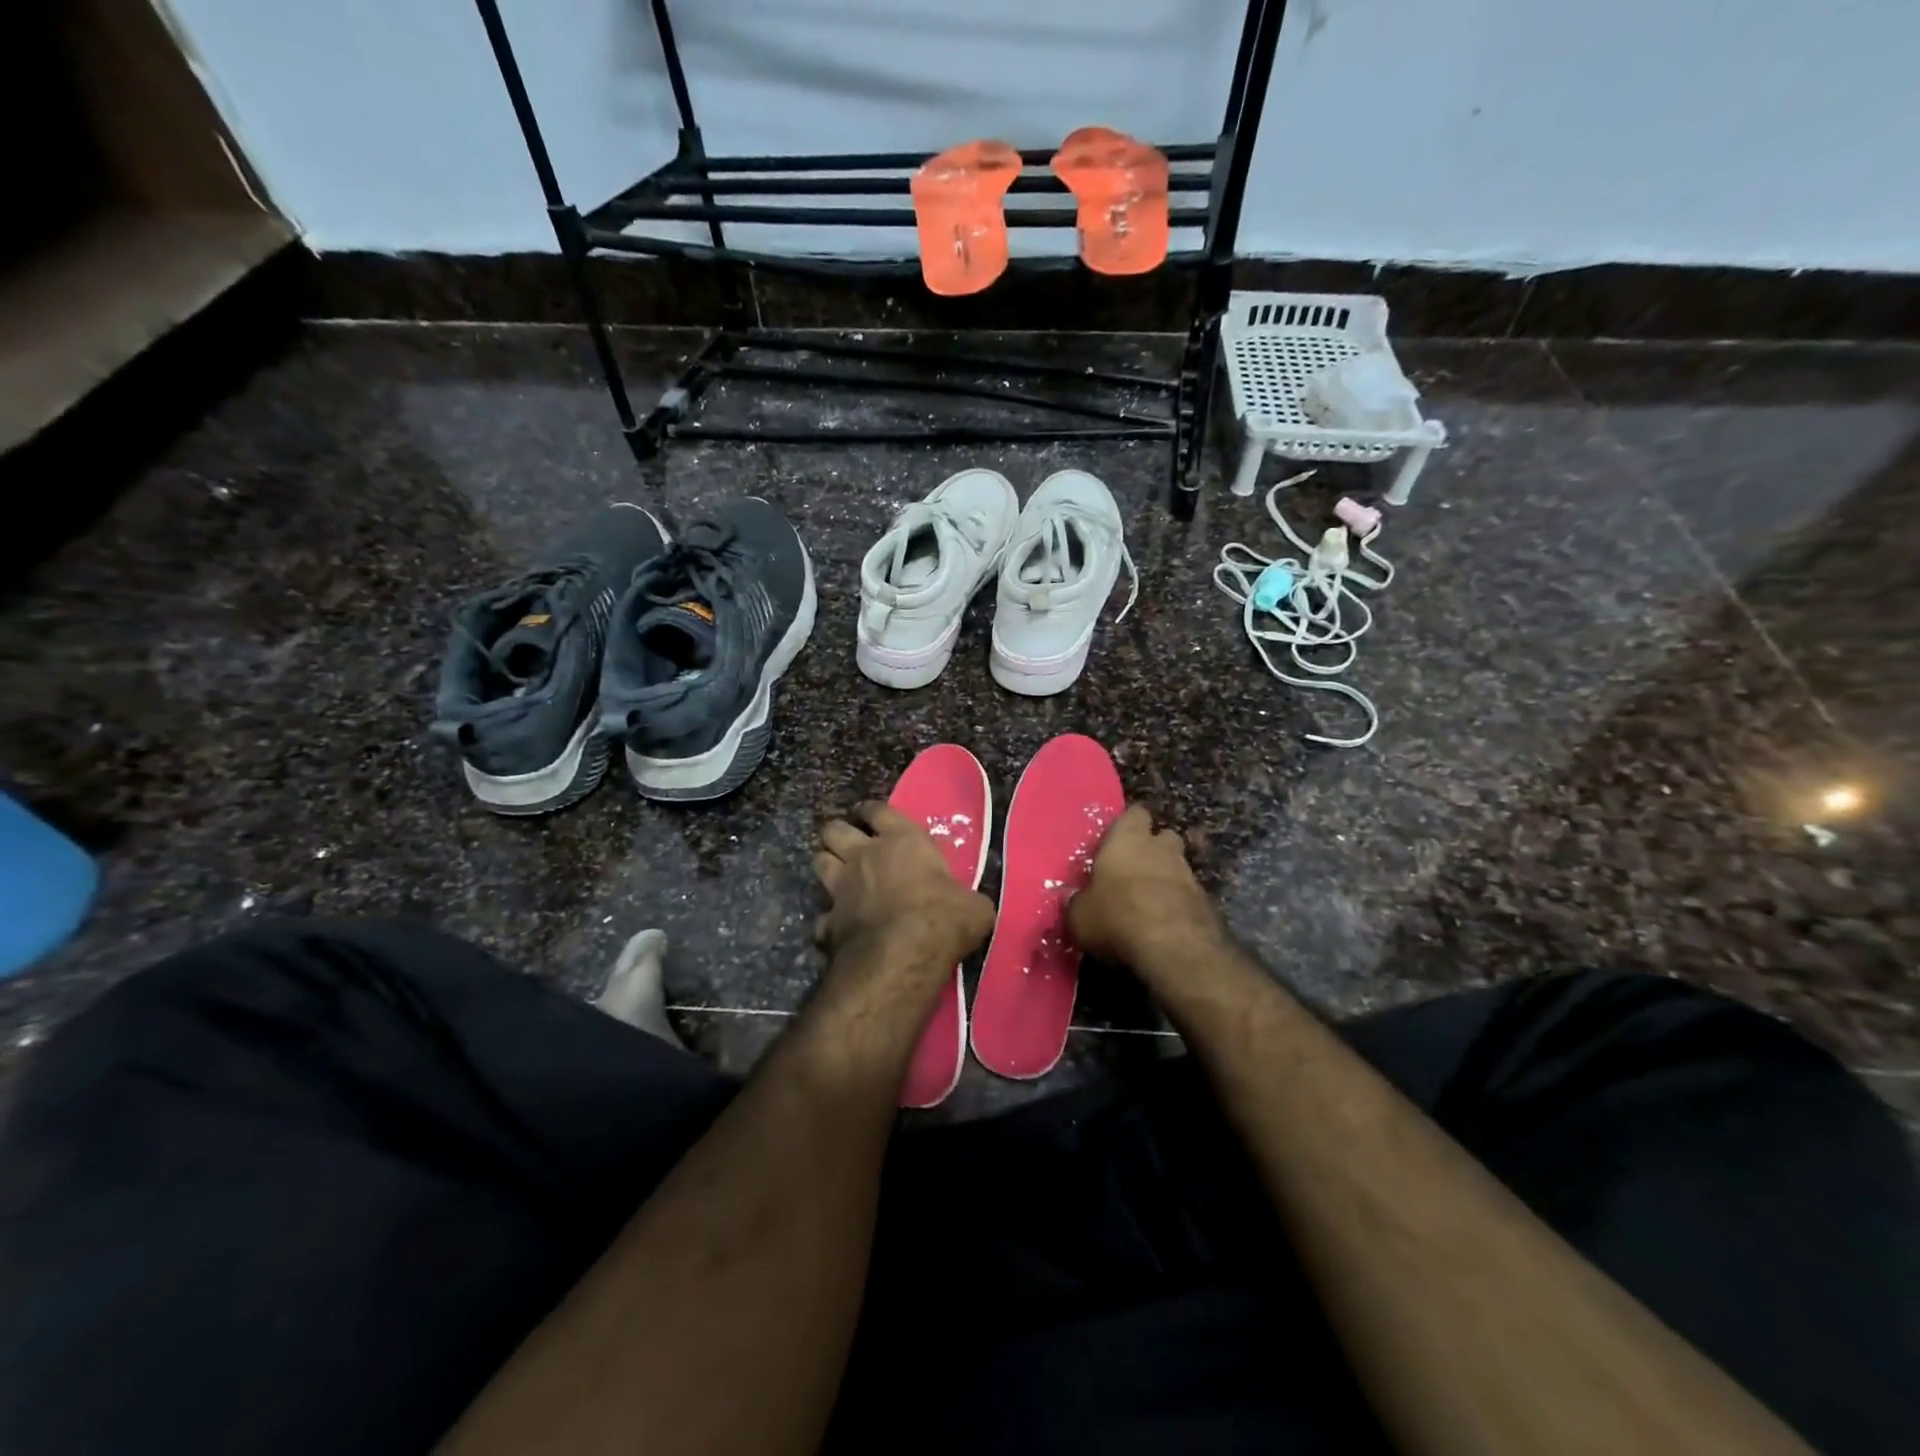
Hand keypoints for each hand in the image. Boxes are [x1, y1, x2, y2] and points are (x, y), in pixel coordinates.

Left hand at [813, 802, 994, 975]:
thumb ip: (967, 898)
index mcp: (902, 840)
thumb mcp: (974, 906)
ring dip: (827, 865)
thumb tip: (971, 905)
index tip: (870, 815)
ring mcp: (841, 887)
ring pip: (819, 862)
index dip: (872, 811)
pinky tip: (839, 927)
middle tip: (848, 843)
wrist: (901, 956)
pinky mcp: (828, 921)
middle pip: (835, 830)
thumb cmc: (943, 919)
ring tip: (837, 874)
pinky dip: (830, 919)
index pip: (878, 810)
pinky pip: (823, 915)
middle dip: (838, 833)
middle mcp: (864, 856)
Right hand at [1068, 804, 1224, 975]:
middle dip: (1152, 849)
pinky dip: (1178, 904)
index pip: (1134, 814)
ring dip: (1166, 879)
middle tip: (1132, 871)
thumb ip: (1076, 902)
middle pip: (1162, 836)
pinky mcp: (1207, 903)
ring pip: (1178, 866)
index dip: (1126, 826)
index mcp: (1127, 839)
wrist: (1176, 950)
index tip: (1114, 843)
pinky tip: (1165, 924)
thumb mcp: (1079, 916)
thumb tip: (1070, 898)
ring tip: (1147, 902)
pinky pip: (1188, 896)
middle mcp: (1162, 848)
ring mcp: (1189, 874)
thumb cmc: (1117, 918)